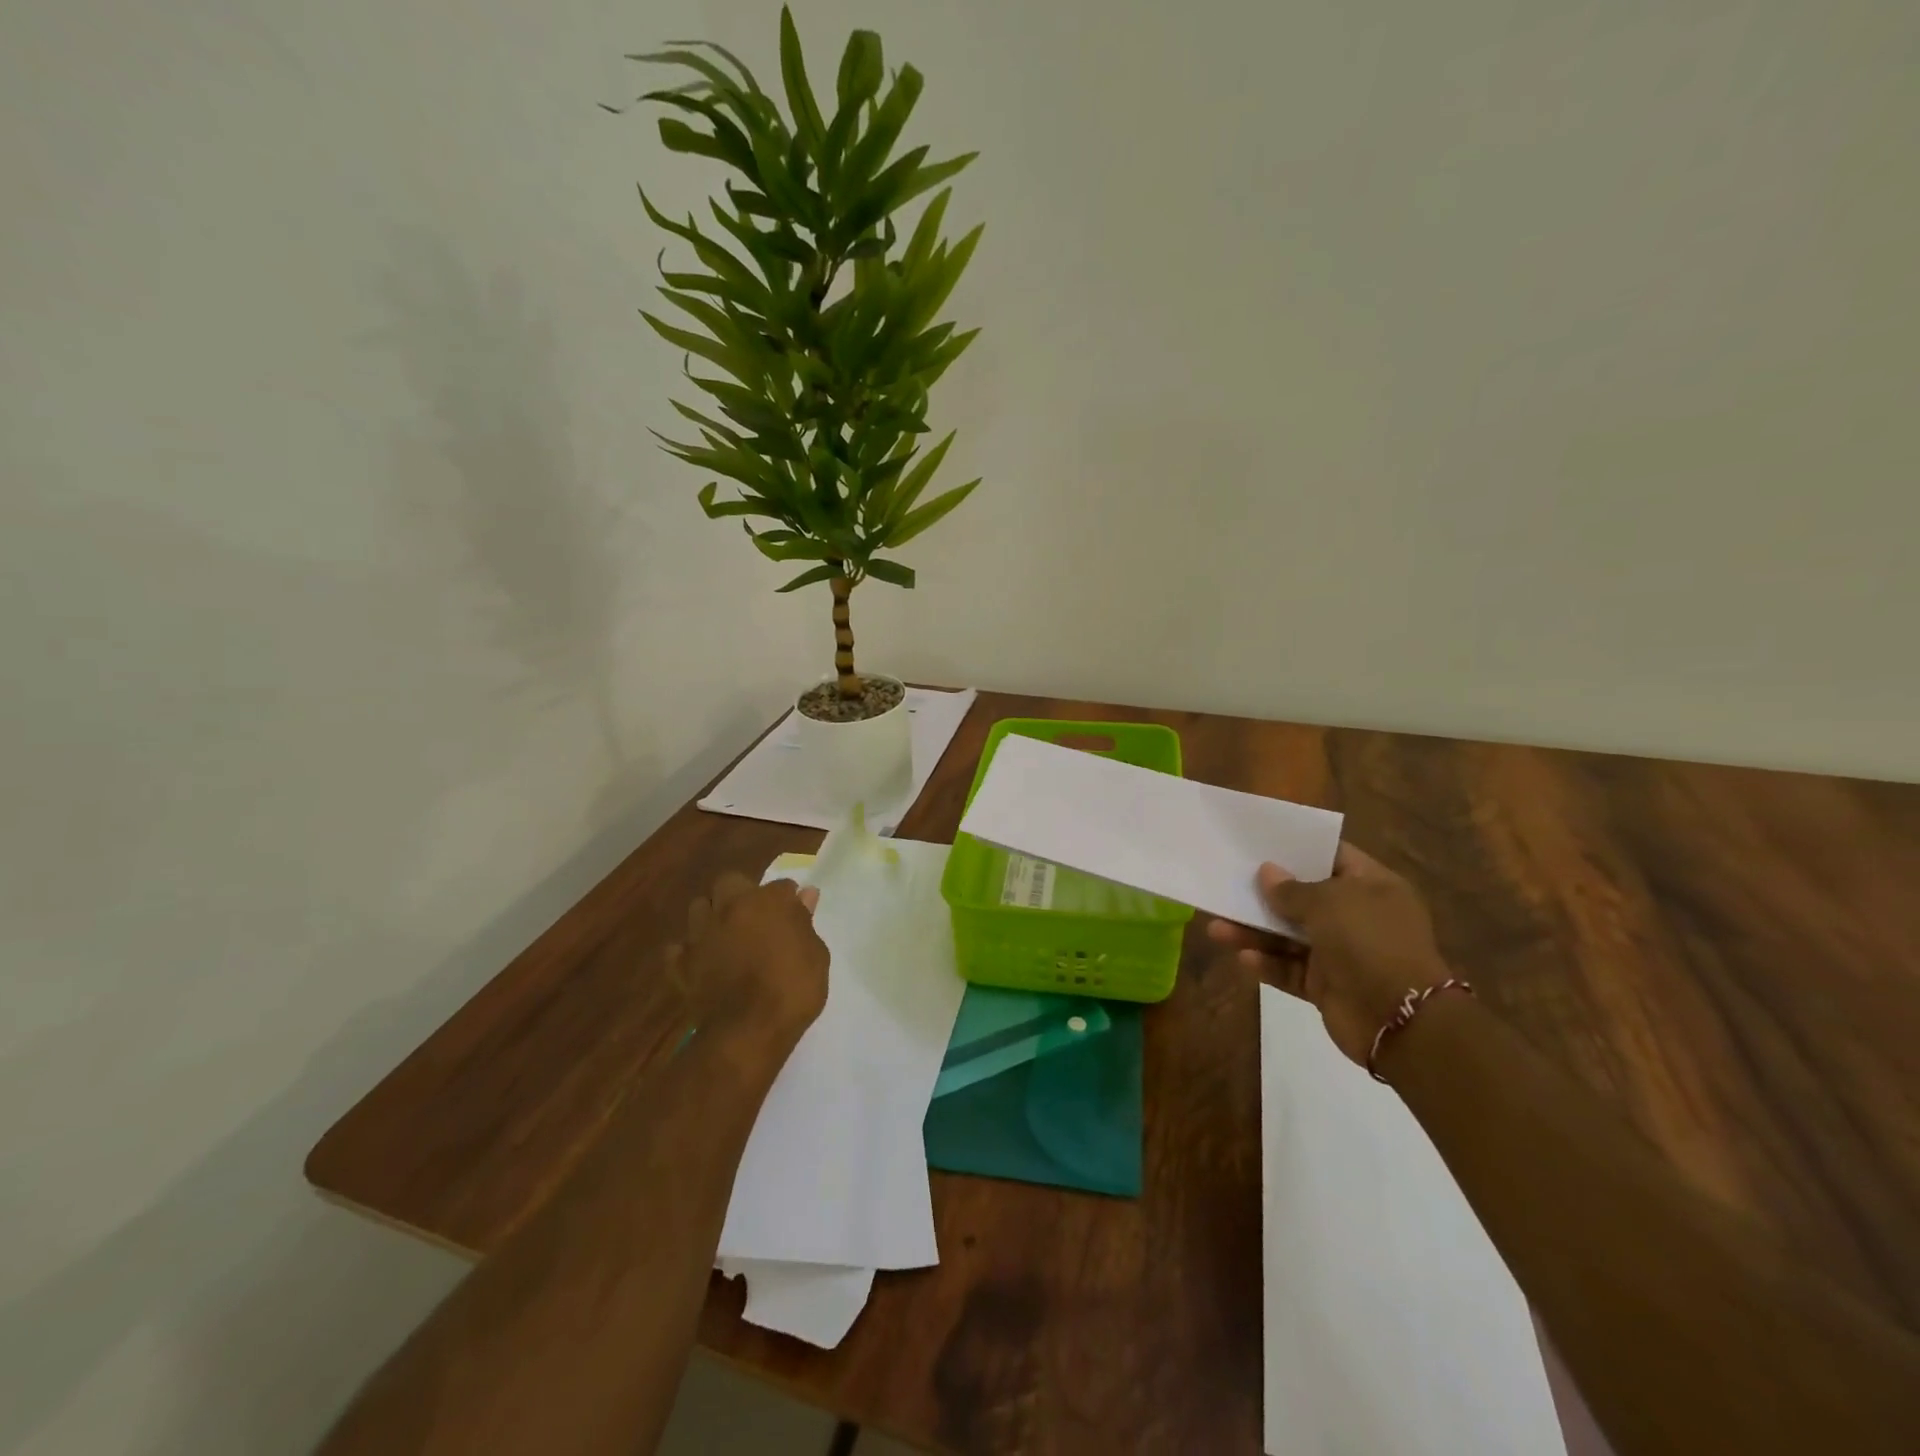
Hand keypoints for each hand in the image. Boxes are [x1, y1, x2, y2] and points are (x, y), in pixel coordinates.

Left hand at [671, 872, 828, 1046]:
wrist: (748, 1031)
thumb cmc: (792, 989)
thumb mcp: (816, 956)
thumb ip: (805, 922)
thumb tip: (804, 896)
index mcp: (767, 901)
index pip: (781, 885)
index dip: (789, 899)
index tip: (795, 914)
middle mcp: (730, 908)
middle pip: (729, 882)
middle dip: (741, 893)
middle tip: (755, 917)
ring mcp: (701, 934)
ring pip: (699, 907)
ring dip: (712, 915)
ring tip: (726, 935)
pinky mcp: (682, 964)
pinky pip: (679, 948)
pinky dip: (688, 952)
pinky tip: (702, 962)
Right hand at [1207, 842, 1452, 1066]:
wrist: (1400, 1021)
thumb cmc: (1369, 942)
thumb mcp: (1328, 902)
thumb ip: (1291, 889)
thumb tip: (1267, 872)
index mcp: (1373, 886)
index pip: (1332, 856)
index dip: (1297, 849)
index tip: (1259, 843)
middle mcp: (1358, 916)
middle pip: (1304, 897)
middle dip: (1265, 894)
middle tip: (1228, 883)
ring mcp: (1342, 952)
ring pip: (1288, 936)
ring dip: (1254, 932)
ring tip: (1216, 928)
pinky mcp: (1326, 985)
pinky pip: (1289, 968)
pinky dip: (1267, 963)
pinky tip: (1243, 958)